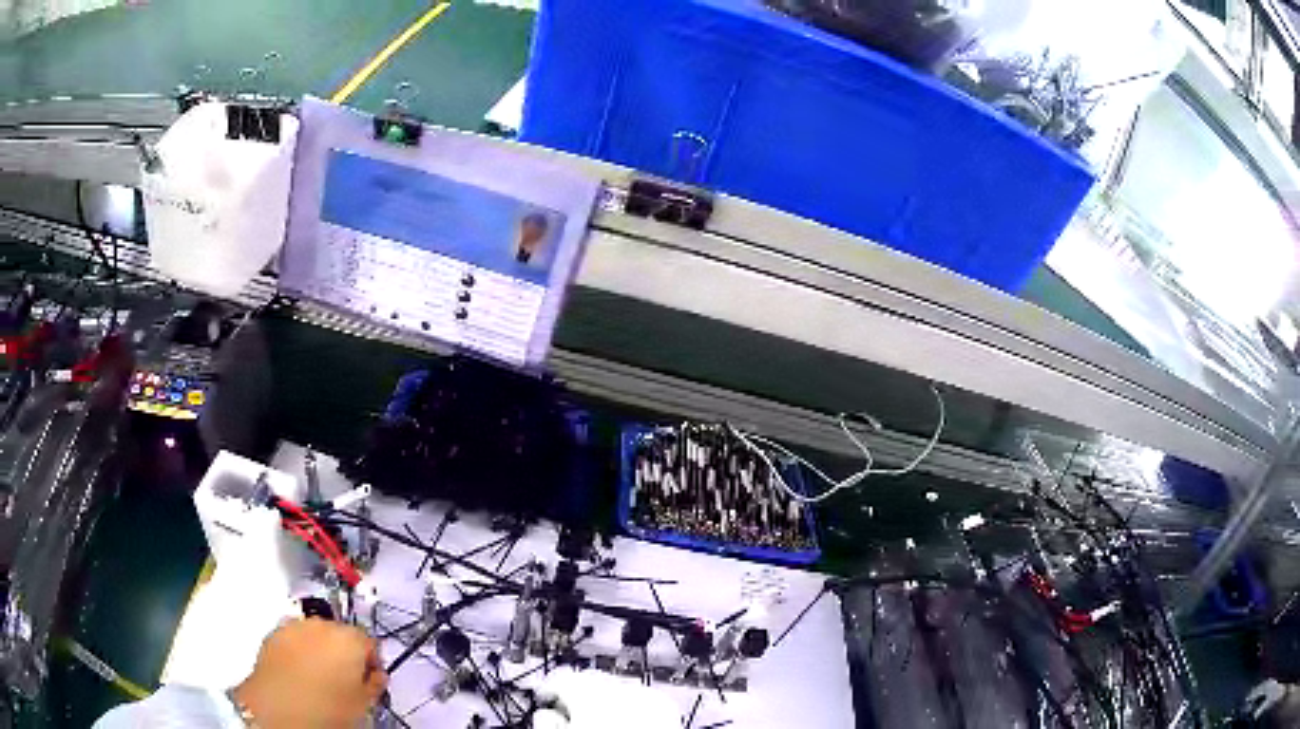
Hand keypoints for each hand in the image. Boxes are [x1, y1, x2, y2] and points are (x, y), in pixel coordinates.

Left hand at [232, 618, 386, 727]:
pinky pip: (293, 638)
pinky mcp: (273, 633)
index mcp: (350, 638)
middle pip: (341, 634)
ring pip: (315, 634)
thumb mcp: (363, 703)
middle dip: (343, 653)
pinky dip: (298, 651)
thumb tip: (376, 678)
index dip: (372, 662)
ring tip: (320, 678)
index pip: (370, 642)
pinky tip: (300, 675)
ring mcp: (295, 626)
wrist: (279, 708)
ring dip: (320, 650)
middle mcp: (322, 624)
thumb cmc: (322, 707)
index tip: (370, 677)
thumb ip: (374, 684)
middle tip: (345, 680)